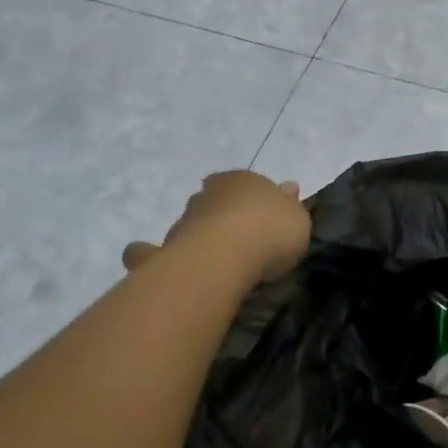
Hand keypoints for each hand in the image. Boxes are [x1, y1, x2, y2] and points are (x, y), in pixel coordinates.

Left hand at [122, 171, 310, 291]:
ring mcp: (182, 222)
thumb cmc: (270, 230)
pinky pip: (151, 254)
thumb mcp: (297, 217)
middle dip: (218, 214)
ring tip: (207, 260)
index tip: (256, 215)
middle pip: (211, 201)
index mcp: (240, 180)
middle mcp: (206, 195)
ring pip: (187, 225)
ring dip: (194, 237)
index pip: (240, 181)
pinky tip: (158, 267)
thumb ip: (290, 205)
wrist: (227, 255)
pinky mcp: (163, 252)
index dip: (247, 197)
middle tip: (232, 237)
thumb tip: (288, 189)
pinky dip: (150, 257)